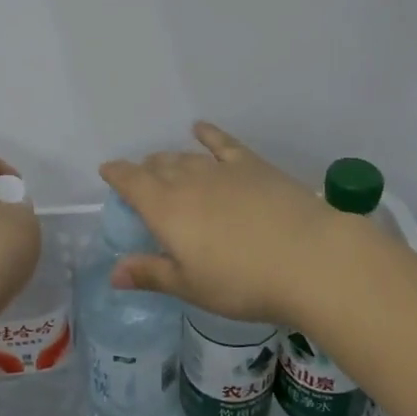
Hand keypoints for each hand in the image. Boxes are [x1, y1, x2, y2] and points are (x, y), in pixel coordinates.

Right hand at [99, 123, 368, 327]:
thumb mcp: (191, 286)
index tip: (107, 170)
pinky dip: (208, 134)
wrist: (309, 258)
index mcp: (166, 209)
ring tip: (165, 163)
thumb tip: (113, 272)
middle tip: (142, 181)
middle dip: (145, 171)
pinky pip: (223, 143)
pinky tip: (200, 128)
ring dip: (171, 159)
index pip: (131, 182)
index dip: (117, 174)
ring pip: (186, 157)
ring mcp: (222, 169)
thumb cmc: (243, 282)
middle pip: (158, 167)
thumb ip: (151, 273)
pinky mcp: (253, 165)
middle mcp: (188, 181)